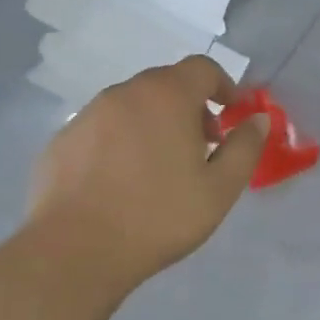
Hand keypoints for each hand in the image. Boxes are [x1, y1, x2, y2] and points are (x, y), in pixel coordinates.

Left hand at [26, 56, 268, 290]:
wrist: (76, 251)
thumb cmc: (159, 216)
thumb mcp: (220, 189)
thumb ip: (245, 148)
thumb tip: (258, 119)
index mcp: (166, 95)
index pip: (202, 68)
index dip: (223, 86)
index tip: (231, 115)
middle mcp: (124, 93)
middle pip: (166, 84)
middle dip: (190, 107)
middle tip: (201, 147)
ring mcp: (88, 114)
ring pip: (132, 105)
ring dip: (154, 123)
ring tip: (160, 168)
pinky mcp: (62, 139)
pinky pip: (103, 129)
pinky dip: (120, 141)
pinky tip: (121, 182)